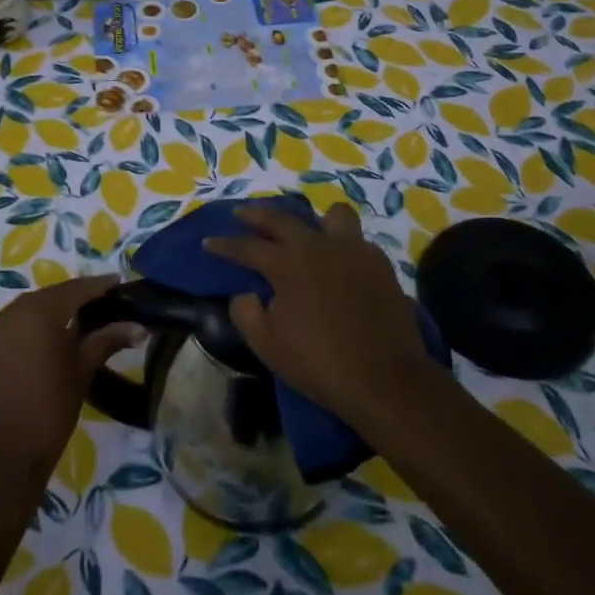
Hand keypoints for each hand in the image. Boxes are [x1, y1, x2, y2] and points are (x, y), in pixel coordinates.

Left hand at [0, 274, 138, 487]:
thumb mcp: (82, 370)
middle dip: (78, 296)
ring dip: (56, 309)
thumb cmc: (50, 409)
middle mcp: (14, 311)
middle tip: (105, 301)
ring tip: (82, 318)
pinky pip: (17, 324)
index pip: (76, 289)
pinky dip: (36, 324)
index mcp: (39, 311)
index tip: (120, 282)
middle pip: (53, 295)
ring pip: (33, 308)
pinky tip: (52, 337)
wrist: (2, 455)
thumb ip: (107, 340)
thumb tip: (139, 326)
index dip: (99, 285)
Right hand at [206, 202, 434, 425]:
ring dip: (313, 221)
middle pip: (281, 218)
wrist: (386, 380)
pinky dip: (342, 246)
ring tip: (305, 233)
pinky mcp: (379, 263)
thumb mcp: (267, 346)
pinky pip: (356, 241)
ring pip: (331, 215)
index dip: (224, 244)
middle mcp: (318, 246)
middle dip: (256, 215)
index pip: (247, 246)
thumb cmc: (320, 364)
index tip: (207, 243)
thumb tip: (245, 293)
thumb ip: (246, 312)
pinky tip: (339, 264)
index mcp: (288, 264)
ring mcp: (353, 250)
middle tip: (240, 215)